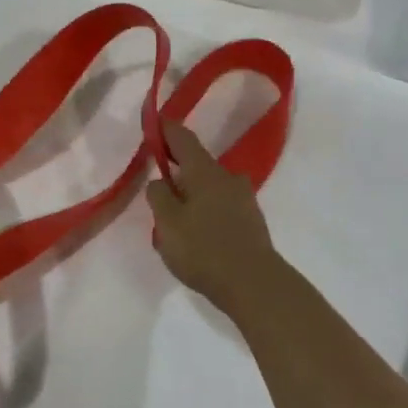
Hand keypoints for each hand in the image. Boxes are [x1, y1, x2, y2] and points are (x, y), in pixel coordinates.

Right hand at [146, 120, 281, 313]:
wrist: (254, 284)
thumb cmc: (204, 249)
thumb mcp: (167, 223)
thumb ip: (158, 196)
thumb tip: (161, 181)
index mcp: (204, 171)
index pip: (182, 138)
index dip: (165, 129)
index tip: (153, 124)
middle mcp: (227, 177)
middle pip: (197, 163)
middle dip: (176, 169)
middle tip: (156, 186)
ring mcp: (243, 198)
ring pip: (209, 186)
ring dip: (190, 193)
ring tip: (173, 220)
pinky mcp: (250, 220)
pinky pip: (220, 205)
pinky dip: (204, 210)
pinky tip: (195, 234)